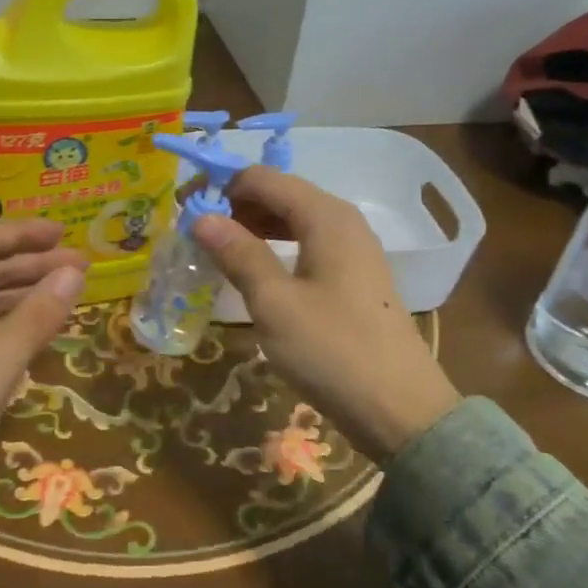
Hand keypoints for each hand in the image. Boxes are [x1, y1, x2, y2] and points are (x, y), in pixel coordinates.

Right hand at [191, 167, 459, 460]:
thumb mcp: (274, 303)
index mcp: (325, 216)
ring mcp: (354, 248)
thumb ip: (238, 254)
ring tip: (220, 253)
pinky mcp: (356, 276)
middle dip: (236, 207)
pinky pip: (308, 244)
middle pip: (281, 194)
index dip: (222, 188)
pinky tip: (257, 272)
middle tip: (198, 236)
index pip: (263, 178)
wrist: (401, 409)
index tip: (186, 213)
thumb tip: (201, 217)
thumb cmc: (332, 350)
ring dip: (255, 228)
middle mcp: (343, 220)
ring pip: (294, 220)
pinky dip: (277, 247)